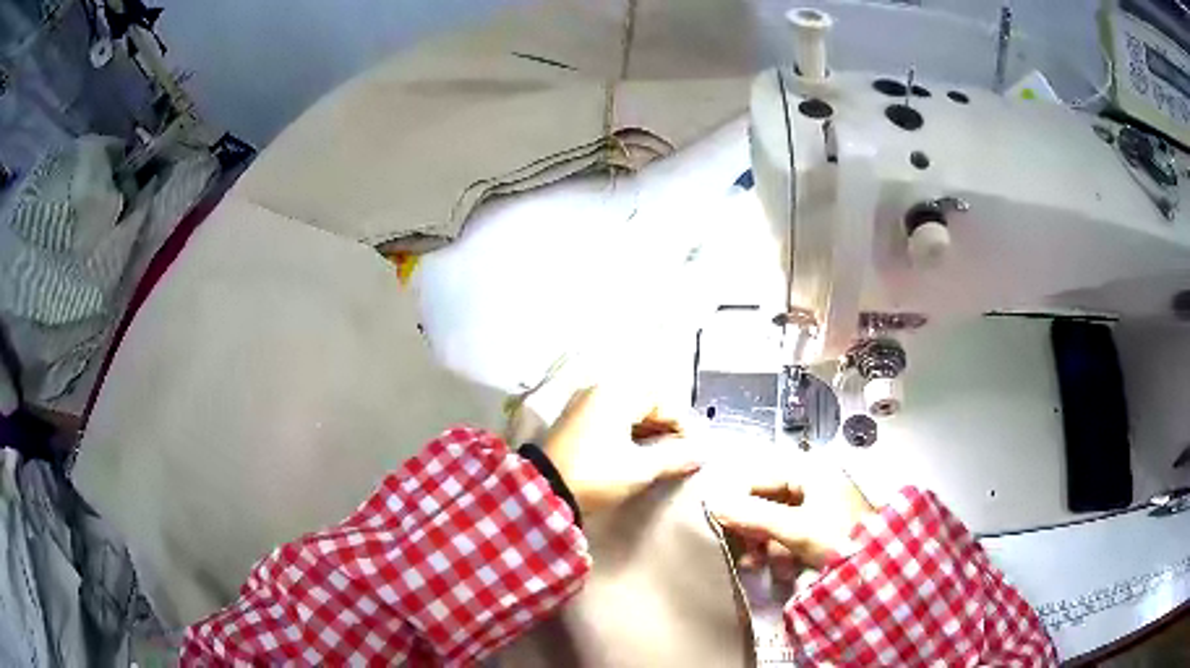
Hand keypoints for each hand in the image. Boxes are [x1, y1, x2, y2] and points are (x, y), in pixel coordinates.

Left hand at [543, 386, 701, 514]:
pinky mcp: (574, 422)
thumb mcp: (640, 468)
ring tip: (664, 457)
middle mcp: (599, 390)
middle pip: (646, 403)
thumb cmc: (596, 474)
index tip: (694, 450)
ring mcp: (584, 404)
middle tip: (682, 454)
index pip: (663, 401)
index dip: (682, 425)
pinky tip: (639, 454)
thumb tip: (702, 453)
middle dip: (667, 428)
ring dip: (649, 432)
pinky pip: (612, 420)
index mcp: (616, 393)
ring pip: (629, 412)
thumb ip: (675, 457)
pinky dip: (629, 434)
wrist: (543, 492)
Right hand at [710, 459, 874, 569]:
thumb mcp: (794, 527)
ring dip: (765, 546)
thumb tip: (712, 503)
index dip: (738, 503)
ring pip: (776, 523)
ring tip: (759, 567)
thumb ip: (753, 516)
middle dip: (753, 531)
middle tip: (743, 555)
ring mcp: (819, 508)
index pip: (759, 480)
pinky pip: (790, 536)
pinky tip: (782, 571)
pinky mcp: (822, 529)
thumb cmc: (837, 537)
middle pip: (766, 503)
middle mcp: (812, 484)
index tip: (721, 528)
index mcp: (809, 472)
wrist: (877, 566)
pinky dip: (781, 552)